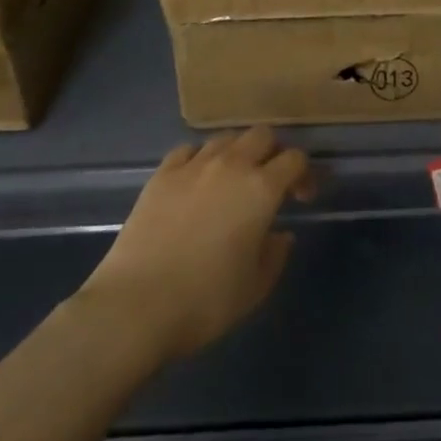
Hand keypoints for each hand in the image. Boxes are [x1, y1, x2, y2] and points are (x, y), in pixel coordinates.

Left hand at [79, 126, 315, 362]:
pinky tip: (197, 180)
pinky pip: (189, 150)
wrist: (136, 306)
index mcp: (261, 188)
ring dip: (237, 152)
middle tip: (270, 182)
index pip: (294, 159)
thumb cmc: (205, 301)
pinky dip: (200, 158)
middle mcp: (231, 164)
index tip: (302, 197)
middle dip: (273, 152)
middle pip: (262, 134)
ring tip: (233, 179)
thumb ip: (275, 255)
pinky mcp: (162, 174)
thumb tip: (281, 234)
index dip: (304, 173)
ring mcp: (193, 165)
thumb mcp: (255, 288)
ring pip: (226, 137)